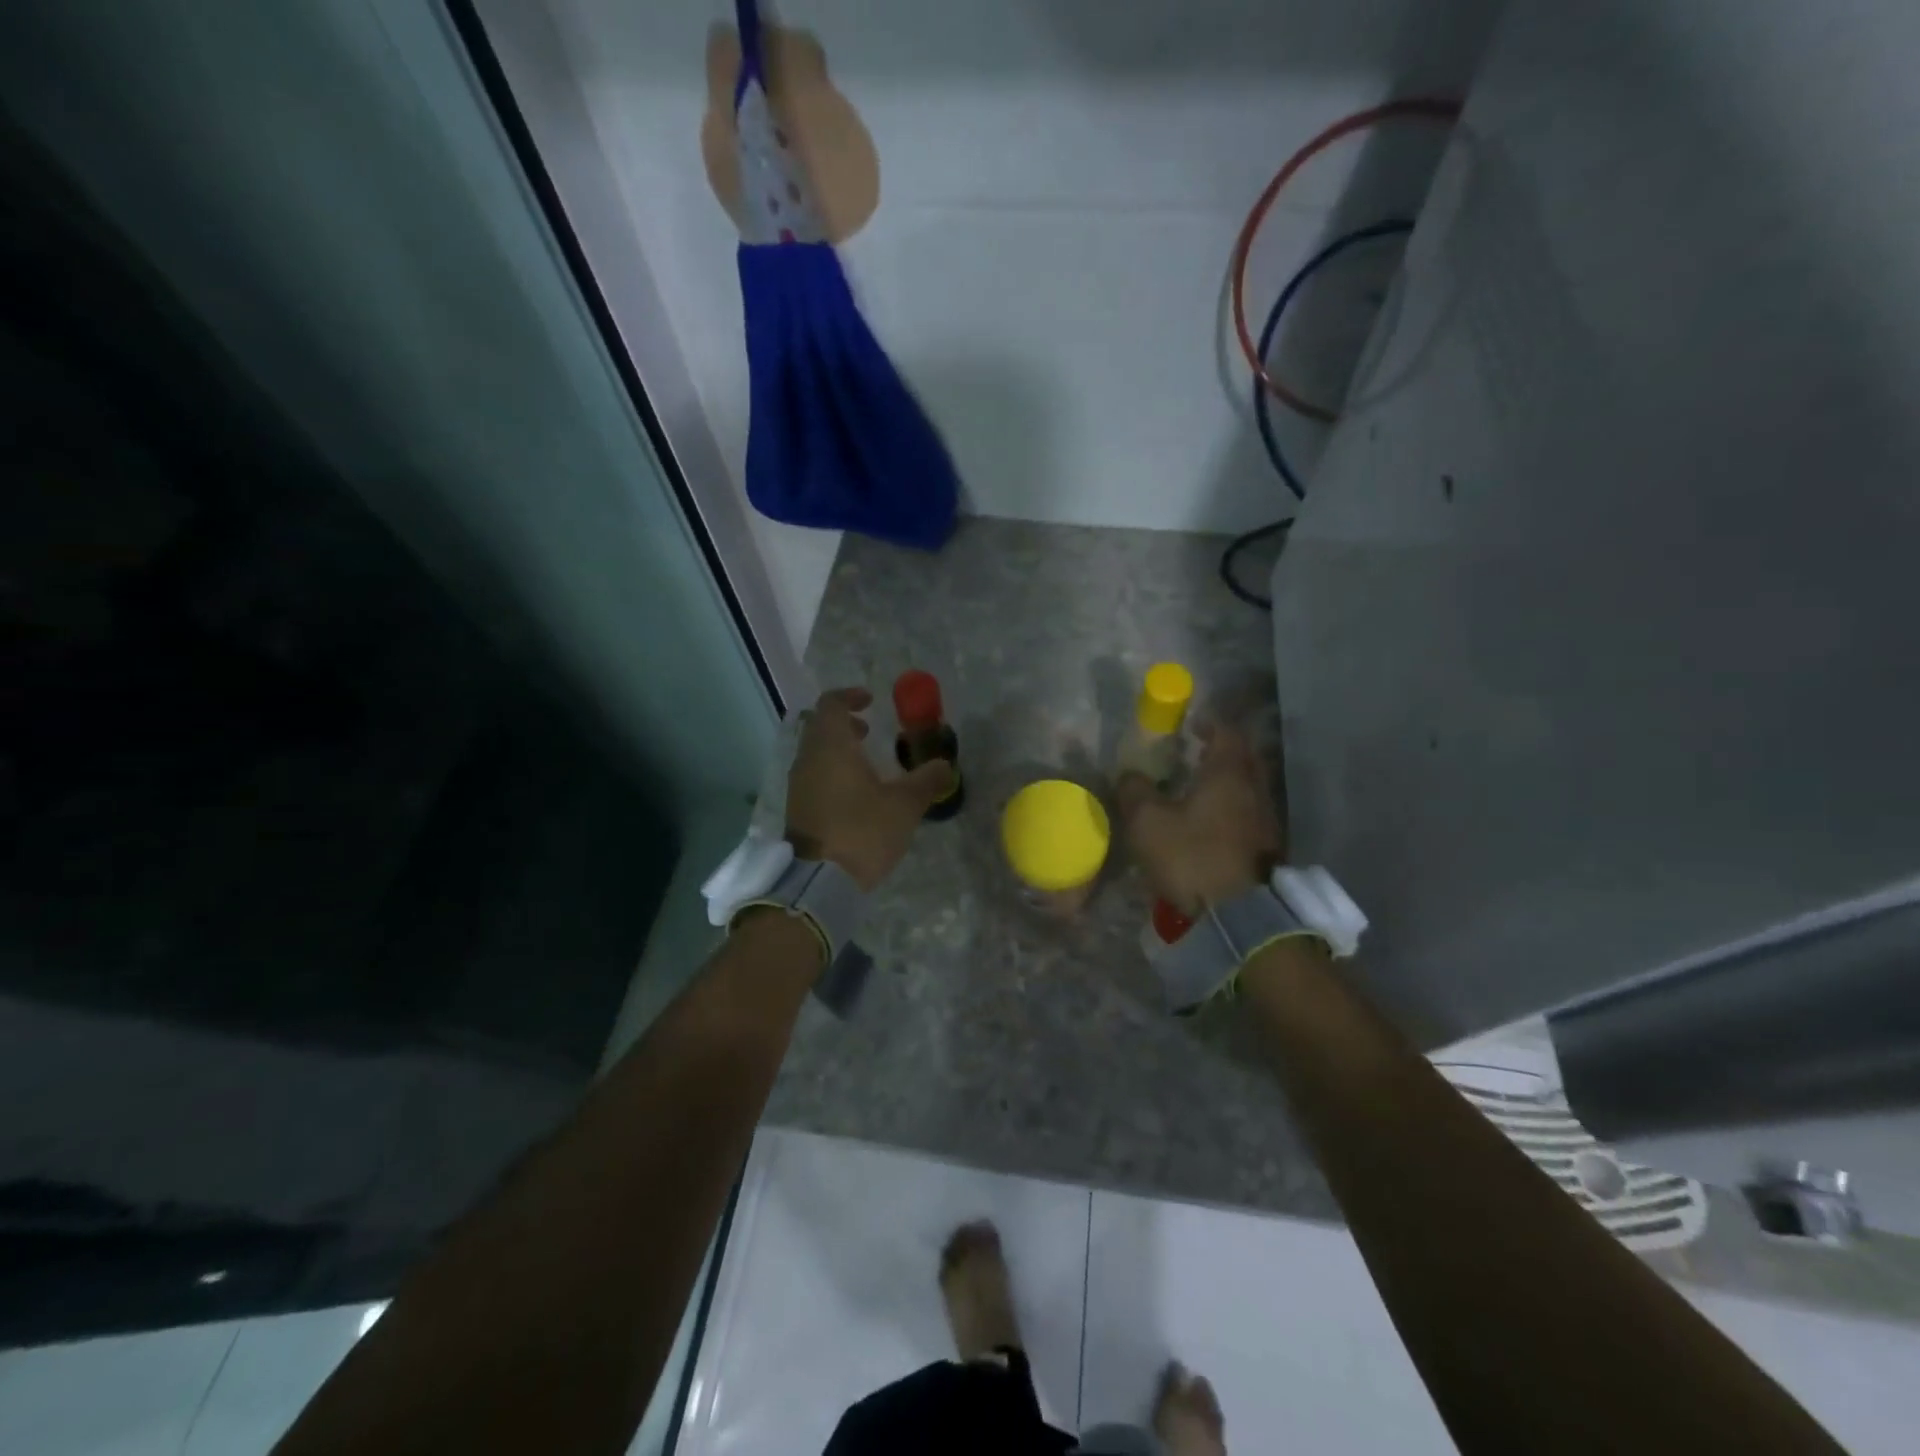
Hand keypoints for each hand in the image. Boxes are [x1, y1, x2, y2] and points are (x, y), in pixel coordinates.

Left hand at [786, 687, 954, 890]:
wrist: (820, 882)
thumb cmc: (863, 831)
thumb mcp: (904, 805)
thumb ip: (926, 781)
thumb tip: (944, 765)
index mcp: (830, 747)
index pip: (831, 704)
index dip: (850, 696)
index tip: (871, 701)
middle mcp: (808, 759)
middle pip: (819, 727)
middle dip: (844, 723)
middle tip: (870, 730)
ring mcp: (799, 785)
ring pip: (815, 752)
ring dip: (838, 748)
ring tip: (867, 763)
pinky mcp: (798, 808)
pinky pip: (813, 774)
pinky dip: (831, 770)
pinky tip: (855, 792)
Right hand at [1116, 723, 1283, 914]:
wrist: (1239, 918)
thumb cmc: (1192, 857)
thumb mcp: (1148, 823)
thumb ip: (1135, 792)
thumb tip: (1129, 774)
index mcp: (1228, 775)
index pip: (1227, 733)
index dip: (1209, 724)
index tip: (1190, 725)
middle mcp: (1254, 791)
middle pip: (1243, 759)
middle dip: (1220, 752)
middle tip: (1193, 754)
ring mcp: (1265, 821)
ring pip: (1247, 789)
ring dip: (1225, 783)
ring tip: (1196, 790)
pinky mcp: (1266, 850)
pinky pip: (1247, 815)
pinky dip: (1230, 810)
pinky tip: (1209, 824)